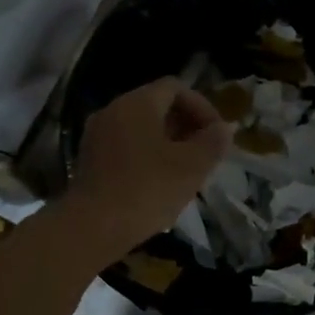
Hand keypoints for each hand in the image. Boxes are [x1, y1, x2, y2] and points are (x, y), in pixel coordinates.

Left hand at [67, 78, 230, 258]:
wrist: (92, 227)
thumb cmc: (147, 190)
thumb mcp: (192, 167)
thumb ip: (213, 142)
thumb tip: (224, 129)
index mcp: (137, 103)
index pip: (176, 87)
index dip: (202, 107)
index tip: (217, 135)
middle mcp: (113, 110)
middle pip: (157, 106)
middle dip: (186, 127)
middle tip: (205, 155)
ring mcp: (97, 135)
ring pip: (141, 129)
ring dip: (167, 144)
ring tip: (185, 173)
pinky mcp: (89, 161)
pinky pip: (125, 147)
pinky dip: (147, 157)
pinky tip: (158, 185)